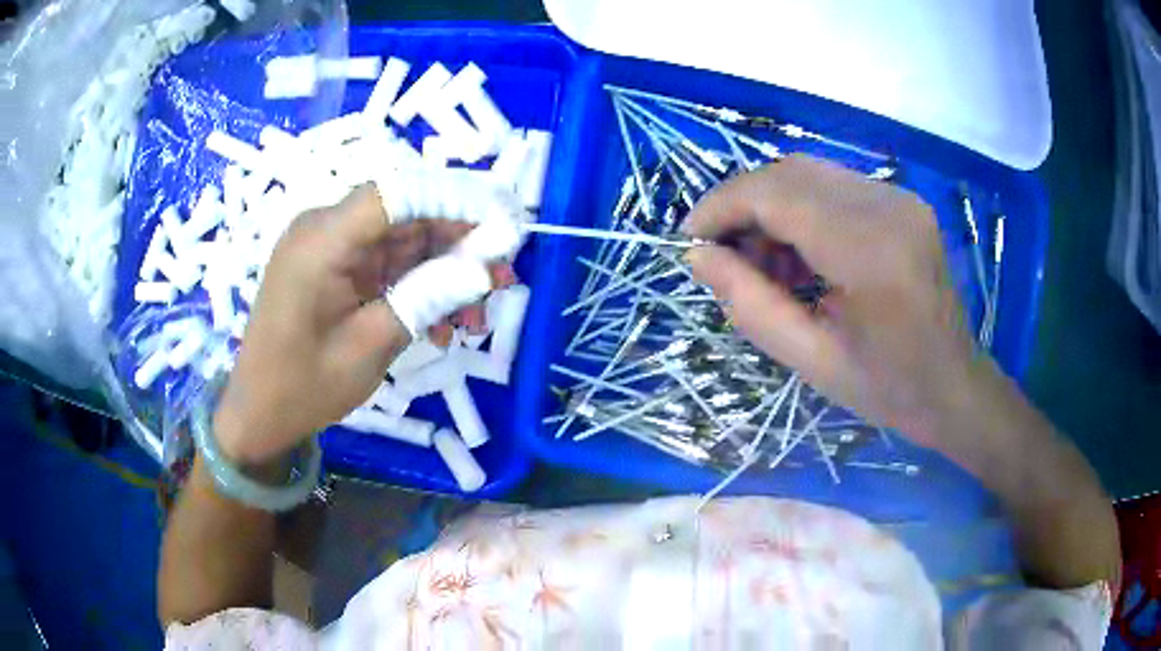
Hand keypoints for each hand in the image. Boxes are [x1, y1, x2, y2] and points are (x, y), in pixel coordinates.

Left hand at [213, 185, 478, 463]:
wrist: (258, 414)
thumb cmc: (304, 387)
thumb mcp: (370, 346)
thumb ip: (428, 297)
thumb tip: (485, 268)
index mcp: (322, 239)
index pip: (399, 193)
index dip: (456, 200)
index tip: (505, 226)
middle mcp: (325, 228)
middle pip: (406, 213)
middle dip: (459, 243)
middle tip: (503, 277)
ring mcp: (330, 247)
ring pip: (403, 240)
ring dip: (444, 272)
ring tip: (476, 316)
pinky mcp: (335, 266)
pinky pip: (387, 263)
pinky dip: (418, 287)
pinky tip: (442, 325)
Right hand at [684, 156, 984, 450]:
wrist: (953, 385)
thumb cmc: (887, 388)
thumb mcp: (810, 361)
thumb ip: (749, 305)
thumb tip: (698, 256)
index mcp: (870, 253)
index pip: (776, 194)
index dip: (722, 206)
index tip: (690, 239)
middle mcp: (888, 206)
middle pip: (789, 171)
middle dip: (742, 203)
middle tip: (722, 253)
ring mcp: (899, 197)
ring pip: (808, 172)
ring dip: (770, 206)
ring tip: (762, 262)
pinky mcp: (902, 200)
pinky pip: (833, 185)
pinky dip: (800, 209)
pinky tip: (798, 254)